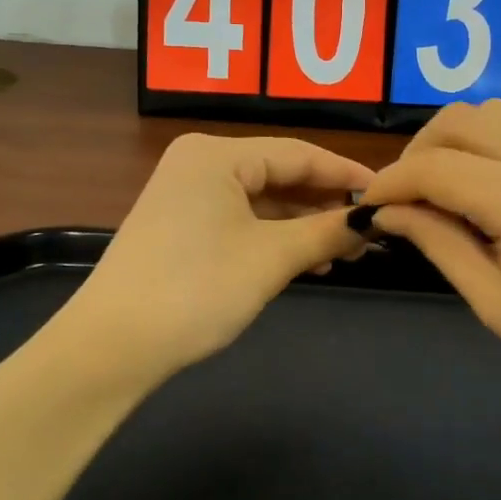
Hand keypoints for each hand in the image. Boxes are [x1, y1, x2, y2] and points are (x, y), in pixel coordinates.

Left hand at [67, 133, 373, 376]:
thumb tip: (371, 220)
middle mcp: (198, 163)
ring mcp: (185, 195)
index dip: (345, 173)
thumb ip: (326, 232)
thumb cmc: (197, 289)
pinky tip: (305, 261)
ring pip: (261, 201)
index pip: (298, 153)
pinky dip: (273, 238)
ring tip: (344, 253)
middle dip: (324, 204)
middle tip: (369, 231)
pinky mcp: (179, 226)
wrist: (113, 346)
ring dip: (302, 226)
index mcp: (216, 154)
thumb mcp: (271, 258)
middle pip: (279, 174)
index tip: (387, 191)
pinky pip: (240, 221)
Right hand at [359, 101, 500, 419]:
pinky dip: (498, 154)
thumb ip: (438, 243)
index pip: (435, 167)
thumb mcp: (494, 303)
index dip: (390, 182)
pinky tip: (497, 201)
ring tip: (447, 192)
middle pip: (464, 118)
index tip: (369, 207)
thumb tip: (388, 212)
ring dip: (460, 142)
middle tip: (407, 196)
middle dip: (421, 150)